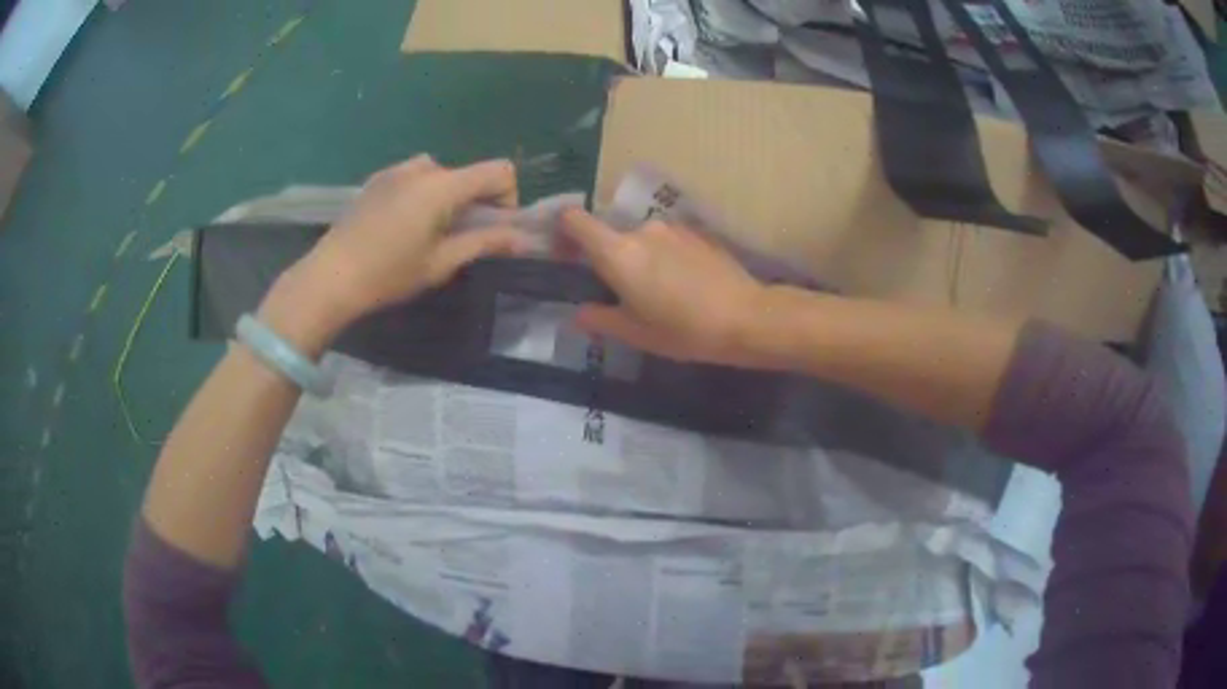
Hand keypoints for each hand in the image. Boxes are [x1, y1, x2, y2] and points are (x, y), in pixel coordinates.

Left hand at [304, 155, 531, 316]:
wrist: (330, 277)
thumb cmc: (389, 273)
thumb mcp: (441, 262)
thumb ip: (485, 243)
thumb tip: (522, 239)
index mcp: (442, 185)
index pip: (499, 171)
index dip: (507, 198)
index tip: (491, 230)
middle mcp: (422, 168)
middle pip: (468, 173)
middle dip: (473, 202)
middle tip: (456, 240)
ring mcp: (395, 170)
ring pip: (440, 175)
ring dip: (446, 197)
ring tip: (427, 232)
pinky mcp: (376, 180)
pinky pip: (413, 177)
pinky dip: (421, 194)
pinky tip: (400, 226)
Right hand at [562, 209, 769, 366]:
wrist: (746, 317)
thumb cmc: (683, 330)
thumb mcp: (635, 333)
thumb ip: (599, 319)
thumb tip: (579, 312)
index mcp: (618, 252)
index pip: (575, 220)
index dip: (561, 230)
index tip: (563, 252)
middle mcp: (641, 230)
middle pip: (610, 235)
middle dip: (608, 259)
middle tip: (621, 293)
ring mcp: (673, 228)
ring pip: (641, 239)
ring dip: (640, 259)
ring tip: (659, 293)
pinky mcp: (697, 233)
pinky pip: (668, 241)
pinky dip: (665, 257)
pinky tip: (684, 285)